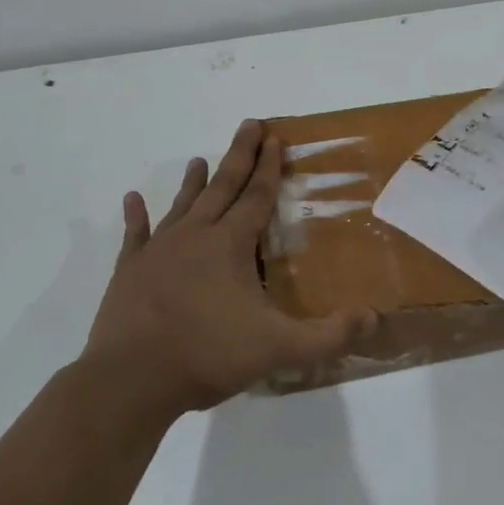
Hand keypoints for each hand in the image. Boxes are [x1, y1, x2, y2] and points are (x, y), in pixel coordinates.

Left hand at [82, 119, 375, 419]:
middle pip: (222, 186)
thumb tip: (374, 317)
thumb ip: (329, 335)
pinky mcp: (129, 270)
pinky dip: (135, 216)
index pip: (257, 196)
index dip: (269, 167)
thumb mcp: (279, 349)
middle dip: (239, 155)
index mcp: (230, 245)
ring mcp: (158, 251)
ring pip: (182, 205)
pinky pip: (135, 235)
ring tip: (199, 159)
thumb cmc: (207, 355)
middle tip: (248, 124)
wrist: (130, 380)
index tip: (274, 137)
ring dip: (193, 182)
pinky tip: (131, 199)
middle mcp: (195, 236)